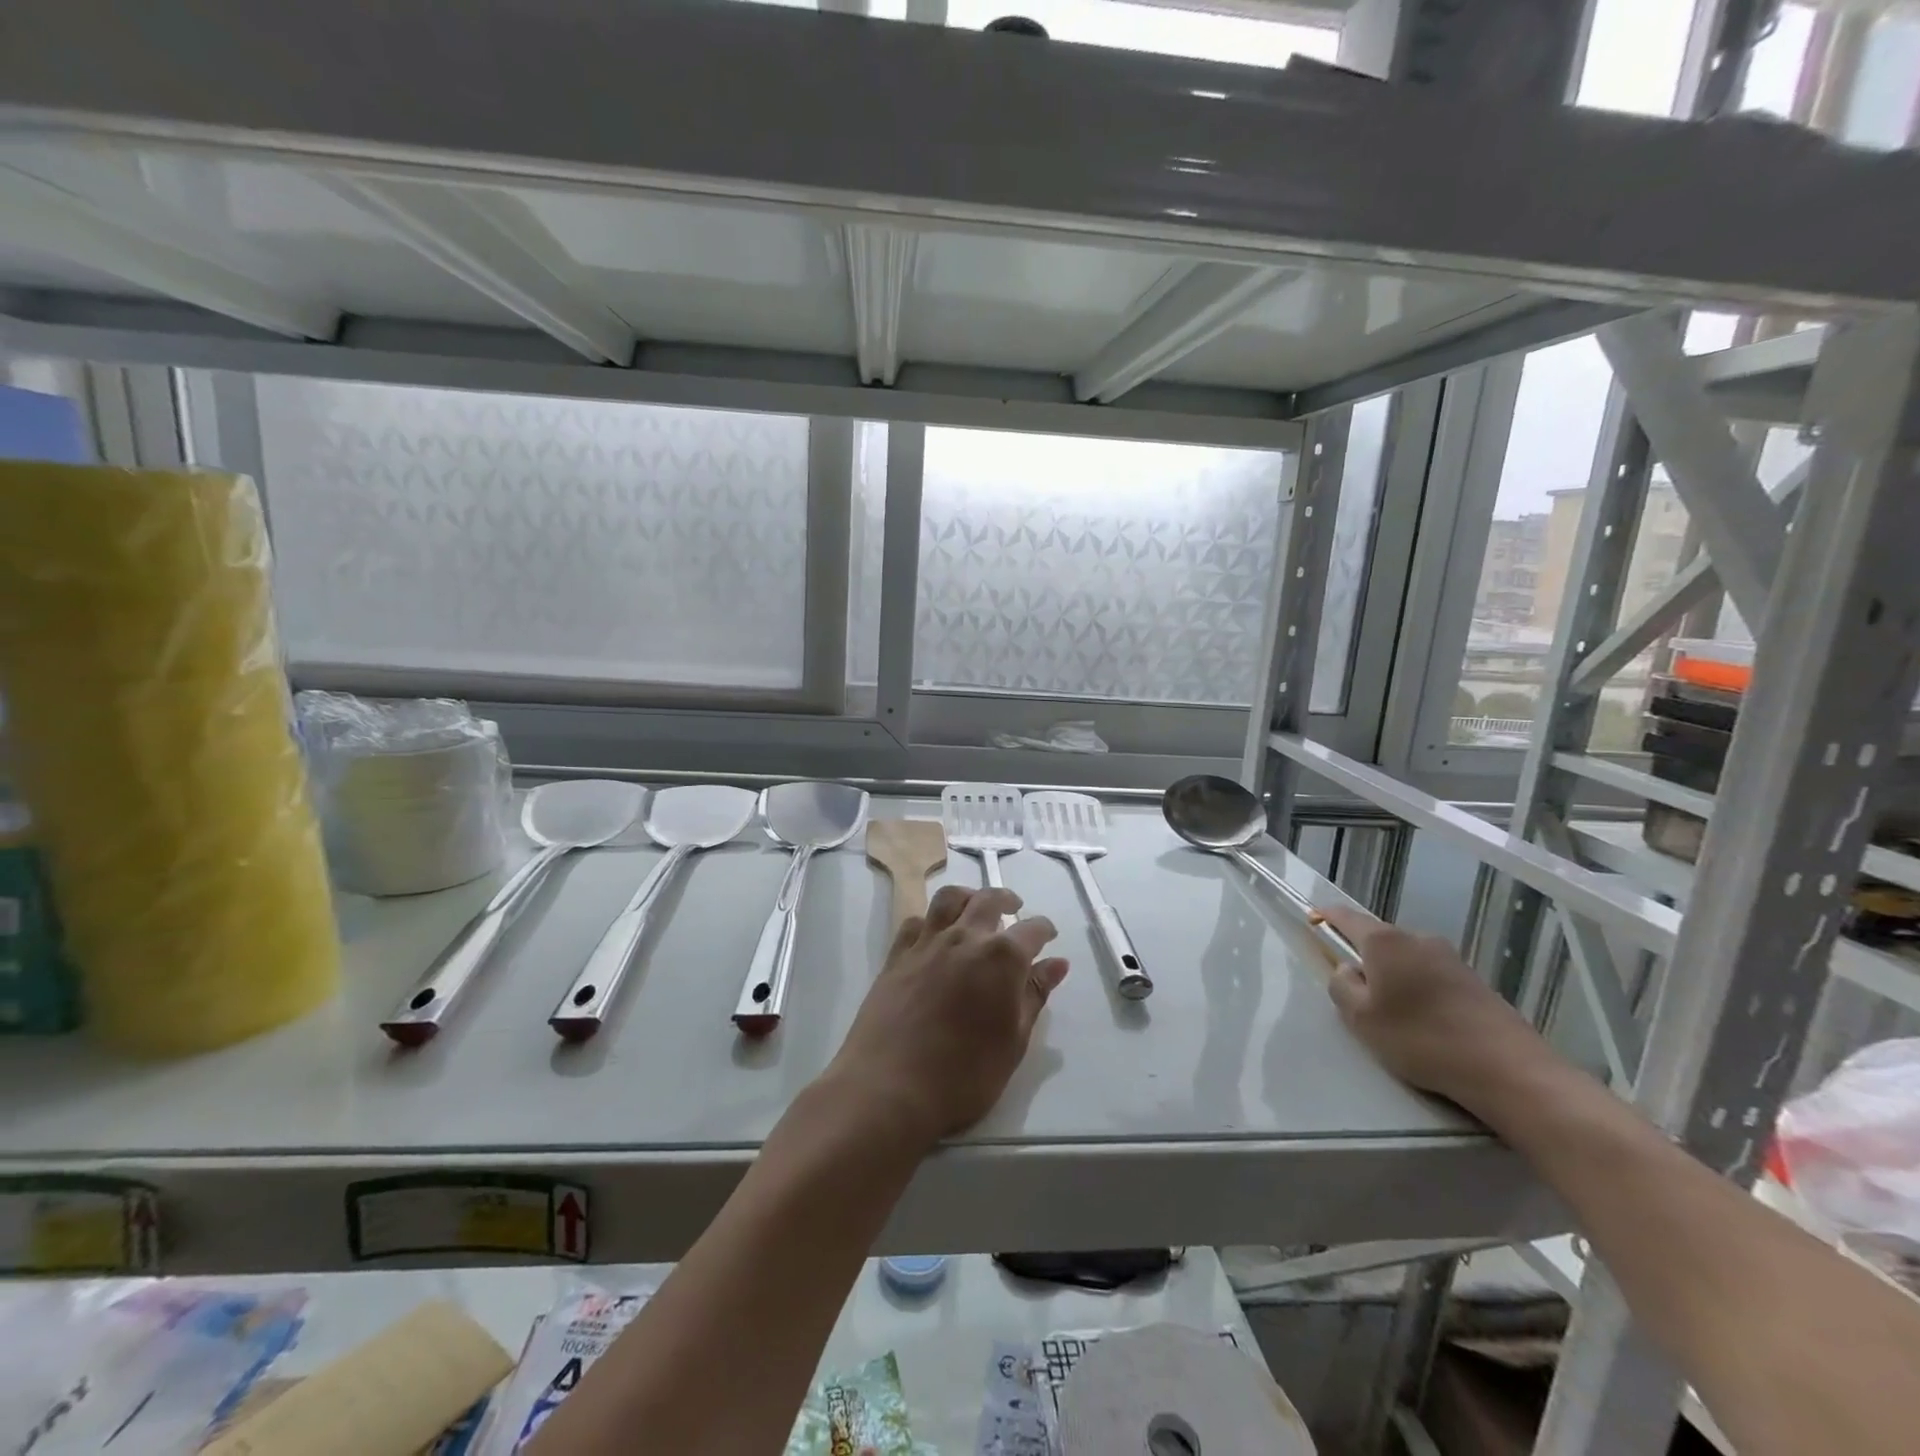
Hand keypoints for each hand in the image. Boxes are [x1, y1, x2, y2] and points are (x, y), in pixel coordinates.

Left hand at [821, 885, 1068, 1147]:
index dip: (1043, 930)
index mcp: (1001, 957)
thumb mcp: (1013, 1041)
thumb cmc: (964, 1075)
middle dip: (1006, 899)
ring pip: (948, 899)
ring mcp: (926, 943)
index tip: (1049, 935)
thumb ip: (1034, 995)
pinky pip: (914, 922)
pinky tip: (933, 933)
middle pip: (988, 900)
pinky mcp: (896, 956)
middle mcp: (964, 938)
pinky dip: (929, 919)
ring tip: (974, 906)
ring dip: (968, 896)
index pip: (1031, 930)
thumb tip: (1057, 963)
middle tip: (1014, 907)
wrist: (889, 1087)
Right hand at [1316, 905, 1553, 1113]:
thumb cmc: (1421, 1038)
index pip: (1346, 917)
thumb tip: (1347, 969)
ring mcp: (1450, 958)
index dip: (1326, 917)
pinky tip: (1422, 1020)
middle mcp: (1417, 939)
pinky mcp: (1473, 981)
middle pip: (1378, 938)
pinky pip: (1429, 974)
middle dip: (1361, 954)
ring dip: (1391, 974)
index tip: (1312, 922)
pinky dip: (1416, 987)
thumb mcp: (1361, 1018)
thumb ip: (1341, 986)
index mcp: (1385, 942)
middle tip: (1352, 987)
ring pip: (1405, 957)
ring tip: (1389, 1011)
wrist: (1507, 1069)